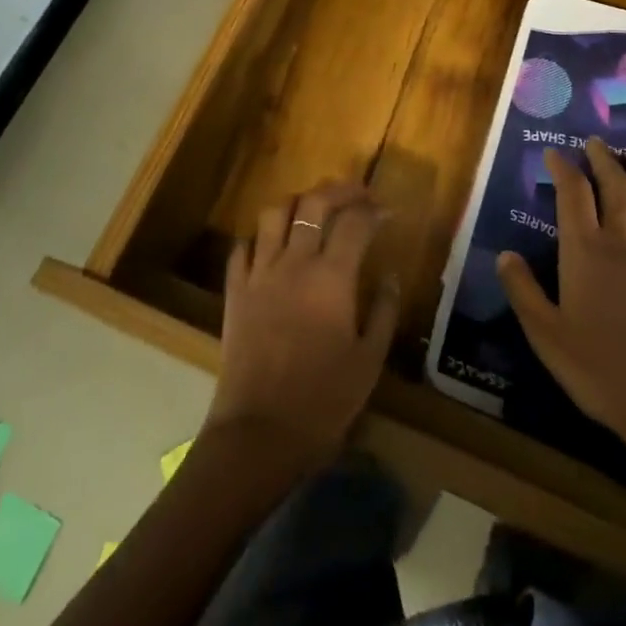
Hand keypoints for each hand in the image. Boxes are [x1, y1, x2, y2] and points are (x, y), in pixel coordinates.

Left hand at [206, 180, 400, 472]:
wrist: (258, 435)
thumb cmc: (323, 401)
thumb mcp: (369, 361)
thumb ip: (384, 311)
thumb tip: (390, 275)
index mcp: (332, 277)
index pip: (355, 222)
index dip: (373, 210)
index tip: (386, 213)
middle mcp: (294, 263)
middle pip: (314, 203)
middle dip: (339, 190)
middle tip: (357, 195)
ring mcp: (260, 273)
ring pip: (274, 213)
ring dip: (298, 203)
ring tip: (313, 211)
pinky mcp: (235, 291)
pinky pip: (243, 247)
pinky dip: (261, 237)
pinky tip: (273, 246)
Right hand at [496, 139, 625, 465]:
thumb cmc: (596, 368)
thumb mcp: (544, 333)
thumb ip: (523, 290)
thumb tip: (504, 255)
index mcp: (584, 252)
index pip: (573, 196)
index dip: (563, 169)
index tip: (553, 153)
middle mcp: (621, 245)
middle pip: (615, 189)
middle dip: (604, 160)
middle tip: (596, 141)